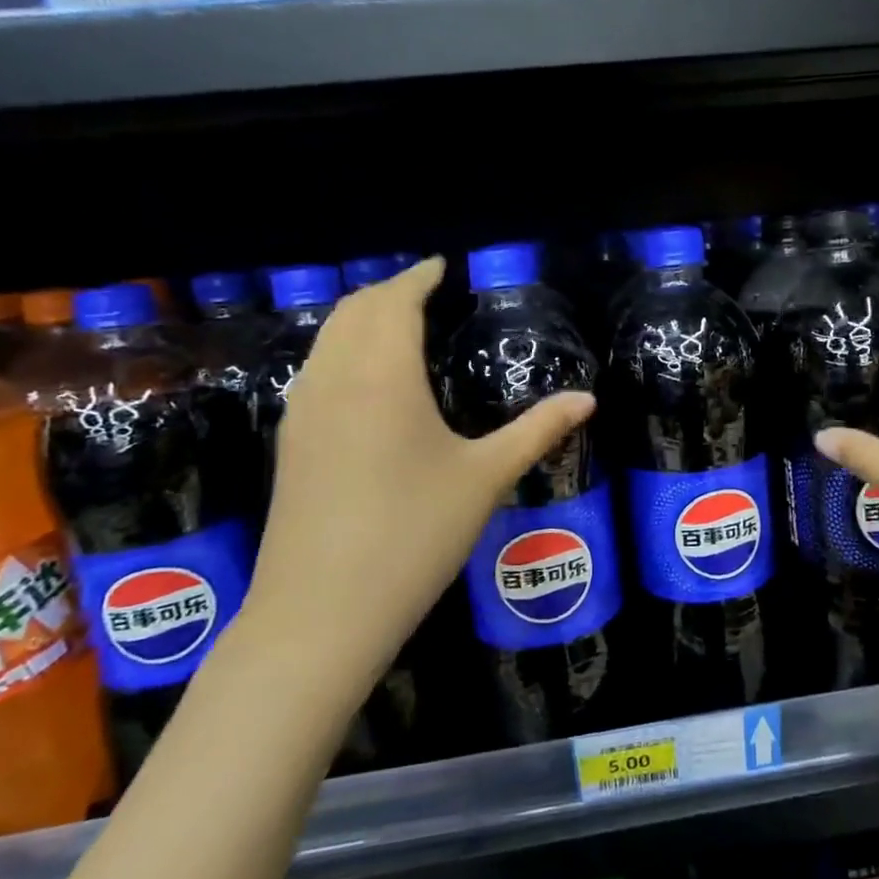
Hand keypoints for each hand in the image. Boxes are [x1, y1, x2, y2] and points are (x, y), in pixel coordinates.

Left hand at [240, 258, 593, 685]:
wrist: (321, 612)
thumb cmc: (414, 533)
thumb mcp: (486, 477)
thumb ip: (538, 430)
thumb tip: (588, 399)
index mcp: (383, 374)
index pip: (396, 301)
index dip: (419, 277)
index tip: (441, 266)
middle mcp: (334, 379)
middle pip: (353, 311)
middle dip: (388, 291)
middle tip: (425, 291)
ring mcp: (303, 411)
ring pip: (327, 340)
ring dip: (360, 318)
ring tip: (396, 324)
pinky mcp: (290, 443)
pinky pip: (316, 371)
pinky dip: (342, 351)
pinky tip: (365, 380)